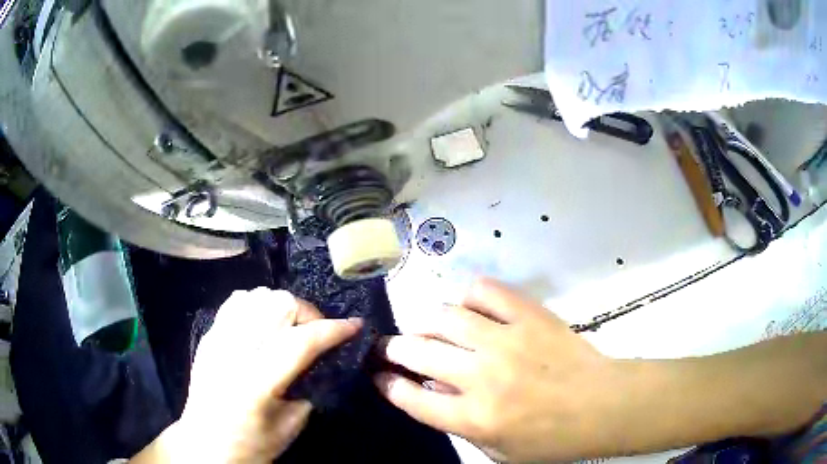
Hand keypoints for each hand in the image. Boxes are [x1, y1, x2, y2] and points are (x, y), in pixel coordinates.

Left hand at [133, 288, 361, 463]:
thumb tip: (325, 359)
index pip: (301, 341)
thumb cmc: (252, 445)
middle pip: (278, 305)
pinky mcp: (208, 336)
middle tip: (317, 333)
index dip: (334, 330)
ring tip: (290, 327)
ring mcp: (217, 339)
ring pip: (257, 296)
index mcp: (257, 381)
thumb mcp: (291, 426)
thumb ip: (310, 387)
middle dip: (308, 313)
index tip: (355, 326)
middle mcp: (234, 351)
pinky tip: (264, 324)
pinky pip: (237, 302)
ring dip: (283, 306)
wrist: (205, 444)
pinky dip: (258, 304)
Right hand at [373, 278, 626, 462]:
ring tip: (428, 329)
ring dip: (426, 322)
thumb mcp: (499, 450)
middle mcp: (483, 376)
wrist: (603, 405)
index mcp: (475, 417)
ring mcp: (506, 340)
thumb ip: (459, 424)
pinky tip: (469, 308)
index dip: (387, 384)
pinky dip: (469, 296)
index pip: (412, 397)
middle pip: (417, 351)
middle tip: (393, 348)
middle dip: (394, 349)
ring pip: (444, 316)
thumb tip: (432, 387)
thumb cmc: (551, 439)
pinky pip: (486, 291)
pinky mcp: (529, 315)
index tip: (379, 376)